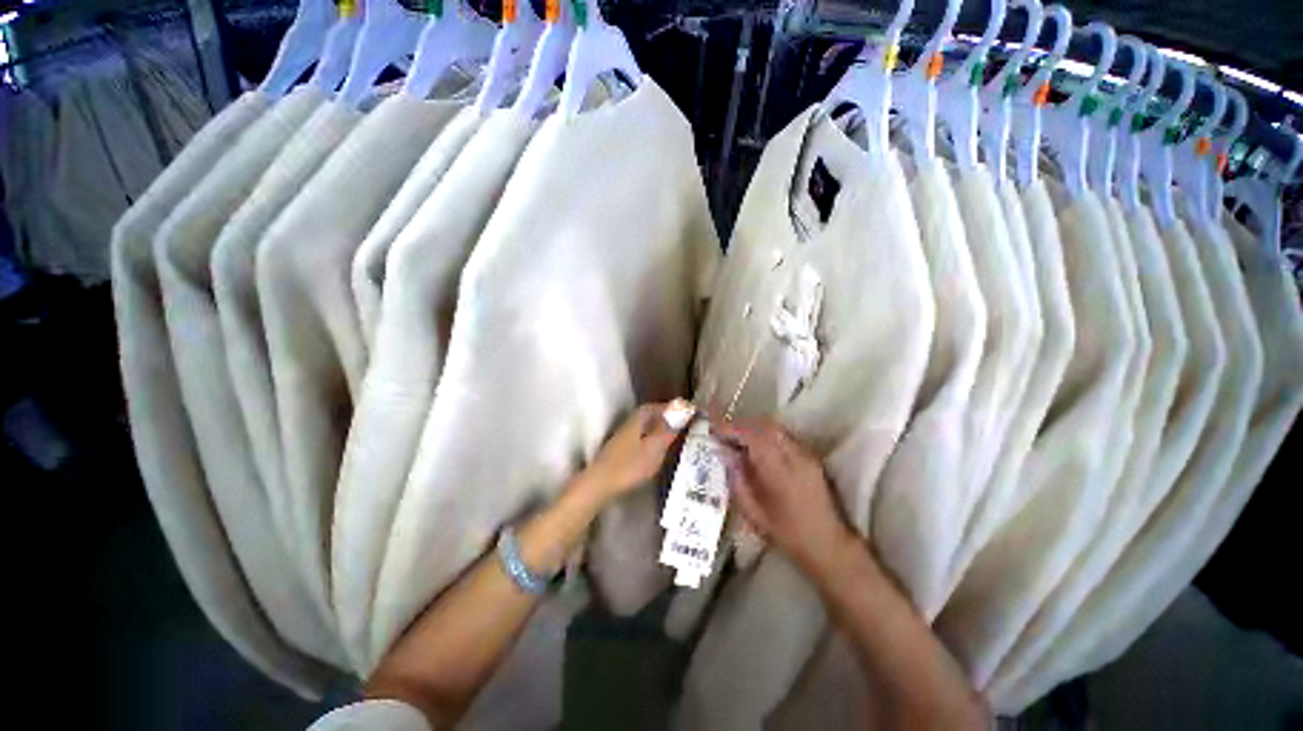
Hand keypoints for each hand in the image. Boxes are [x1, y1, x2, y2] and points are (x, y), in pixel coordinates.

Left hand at [580, 402, 684, 502]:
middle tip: (679, 423)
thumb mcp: (654, 447)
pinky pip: (639, 439)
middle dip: (662, 417)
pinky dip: (649, 440)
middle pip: (647, 416)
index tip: (682, 410)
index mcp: (637, 421)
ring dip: (656, 429)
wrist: (599, 485)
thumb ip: (668, 429)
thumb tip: (682, 408)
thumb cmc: (629, 466)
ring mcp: (622, 439)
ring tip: (670, 437)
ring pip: (642, 428)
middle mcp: (629, 425)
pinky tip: (654, 451)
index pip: (654, 407)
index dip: (668, 407)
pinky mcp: (618, 452)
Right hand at [715, 419, 853, 575]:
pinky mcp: (811, 456)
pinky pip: (784, 436)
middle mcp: (794, 456)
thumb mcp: (753, 512)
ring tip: (736, 437)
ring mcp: (805, 454)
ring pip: (775, 428)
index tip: (713, 429)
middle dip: (740, 425)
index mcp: (779, 471)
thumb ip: (737, 479)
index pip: (751, 437)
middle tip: (722, 432)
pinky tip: (756, 444)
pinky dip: (766, 434)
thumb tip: (724, 452)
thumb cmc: (787, 534)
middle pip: (764, 426)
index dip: (731, 429)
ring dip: (753, 428)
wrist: (829, 544)